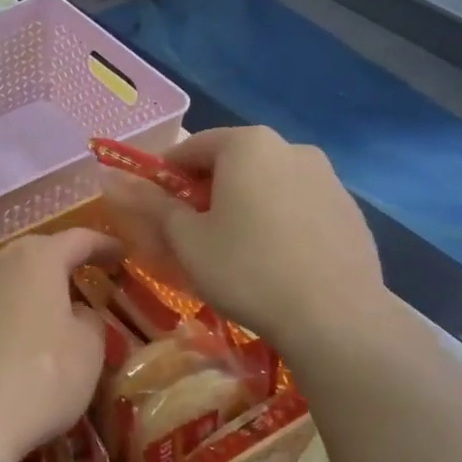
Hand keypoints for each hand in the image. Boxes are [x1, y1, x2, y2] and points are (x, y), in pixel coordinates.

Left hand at [0, 227, 116, 461]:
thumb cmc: (37, 380)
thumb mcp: (87, 352)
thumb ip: (89, 321)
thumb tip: (75, 311)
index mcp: (35, 259)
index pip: (77, 240)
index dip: (102, 245)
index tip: (120, 254)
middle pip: (33, 253)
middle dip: (59, 264)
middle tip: (81, 280)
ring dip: (23, 287)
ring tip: (41, 308)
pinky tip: (5, 342)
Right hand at [100, 126, 384, 351]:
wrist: (334, 316)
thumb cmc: (246, 269)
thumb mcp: (187, 239)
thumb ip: (151, 204)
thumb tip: (111, 180)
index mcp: (248, 144)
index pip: (191, 148)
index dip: (165, 177)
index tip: (156, 210)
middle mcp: (292, 148)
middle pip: (233, 164)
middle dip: (207, 193)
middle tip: (193, 235)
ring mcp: (328, 179)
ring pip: (268, 186)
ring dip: (244, 208)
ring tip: (235, 253)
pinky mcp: (350, 212)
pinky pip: (299, 208)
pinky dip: (279, 224)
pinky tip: (276, 263)